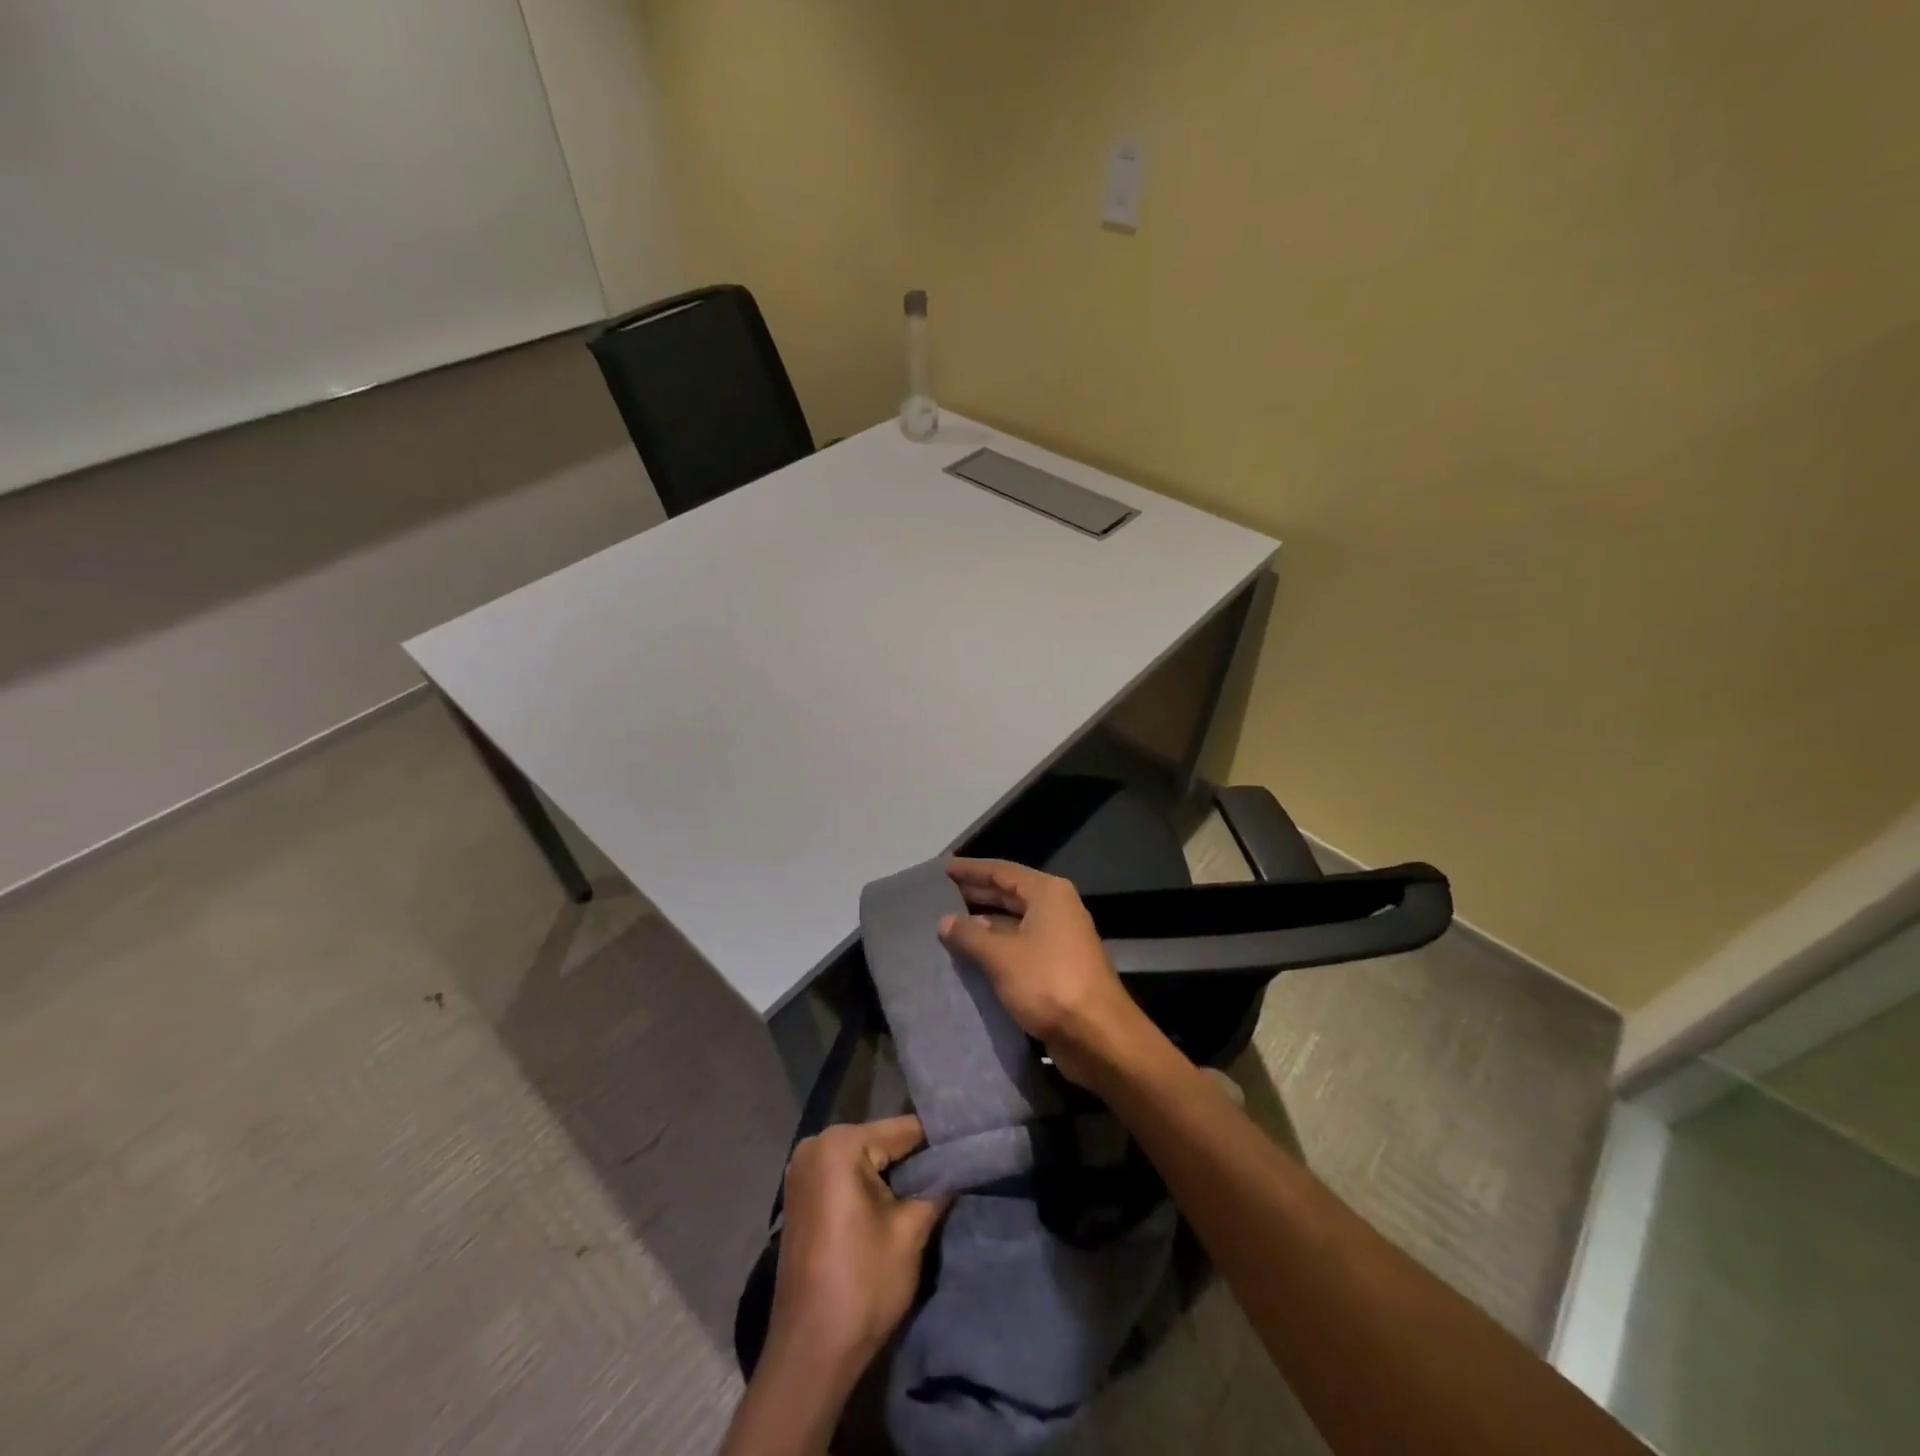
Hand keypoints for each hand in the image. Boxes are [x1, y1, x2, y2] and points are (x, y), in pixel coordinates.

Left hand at [768, 1115, 947, 1378]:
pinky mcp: (800, 1195)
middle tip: (952, 1172)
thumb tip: (960, 1165)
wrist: (809, 1354)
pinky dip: (869, 1186)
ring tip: (931, 1188)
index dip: (939, 1142)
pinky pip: (844, 1176)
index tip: (968, 1149)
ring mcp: (803, 1170)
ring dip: (893, 1174)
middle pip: (881, 1141)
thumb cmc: (862, 1285)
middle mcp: (816, 1145)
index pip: (903, 1130)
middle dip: (914, 1159)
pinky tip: (894, 1203)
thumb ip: (937, 1188)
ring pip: (864, 1158)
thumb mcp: (911, 1233)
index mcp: (840, 1144)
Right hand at [938, 858, 1158, 1088]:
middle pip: (1010, 892)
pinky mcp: (1059, 965)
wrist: (1098, 1035)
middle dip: (977, 893)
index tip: (944, 869)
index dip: (972, 870)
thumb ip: (970, 935)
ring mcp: (1060, 937)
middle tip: (942, 895)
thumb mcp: (1001, 956)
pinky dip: (997, 945)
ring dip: (985, 922)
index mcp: (1048, 893)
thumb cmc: (1049, 983)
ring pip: (1015, 921)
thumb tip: (944, 921)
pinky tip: (973, 954)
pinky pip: (1021, 944)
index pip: (1002, 871)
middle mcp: (1057, 908)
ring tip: (950, 924)